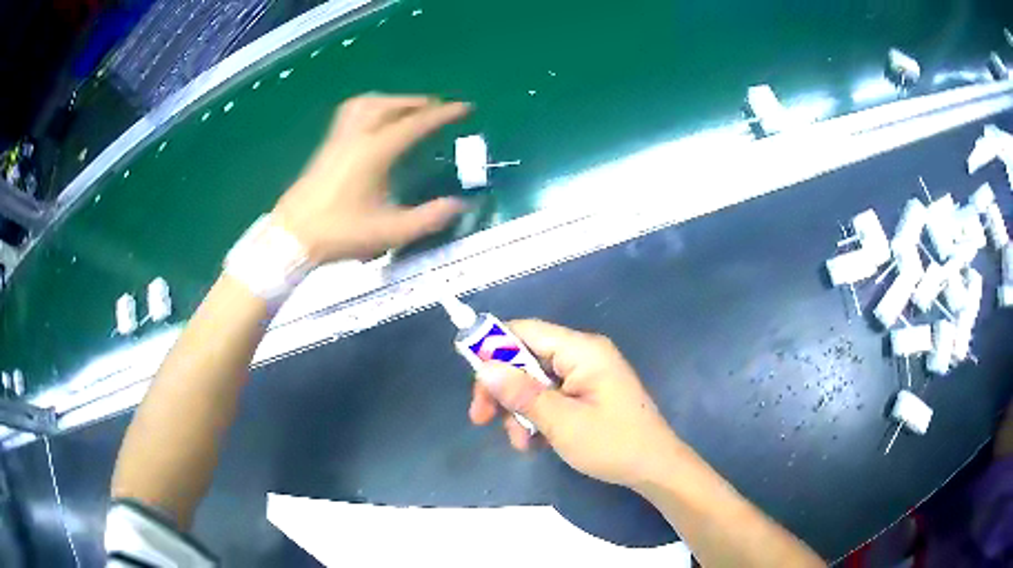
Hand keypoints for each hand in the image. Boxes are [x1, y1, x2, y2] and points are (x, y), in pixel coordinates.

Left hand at [272, 94, 469, 263]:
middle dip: (418, 102)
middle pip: (391, 105)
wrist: (292, 236)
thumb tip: (460, 205)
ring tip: (408, 108)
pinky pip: (352, 111)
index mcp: (375, 152)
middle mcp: (357, 136)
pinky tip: (374, 120)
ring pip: (368, 103)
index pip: (415, 123)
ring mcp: (338, 138)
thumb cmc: (340, 233)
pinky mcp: (327, 145)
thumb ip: (428, 218)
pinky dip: (371, 106)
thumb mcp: (389, 232)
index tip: (465, 107)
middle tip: (438, 108)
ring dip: (393, 100)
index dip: (443, 114)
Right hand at [469, 320, 683, 489]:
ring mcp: (585, 376)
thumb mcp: (562, 422)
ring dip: (519, 411)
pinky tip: (535, 442)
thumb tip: (484, 367)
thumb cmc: (613, 444)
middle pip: (526, 359)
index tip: (472, 378)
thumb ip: (522, 394)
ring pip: (534, 382)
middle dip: (503, 390)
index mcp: (582, 350)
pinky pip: (550, 397)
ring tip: (522, 443)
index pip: (526, 331)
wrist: (655, 469)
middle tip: (482, 419)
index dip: (493, 347)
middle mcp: (583, 355)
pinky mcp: (586, 395)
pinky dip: (536, 417)